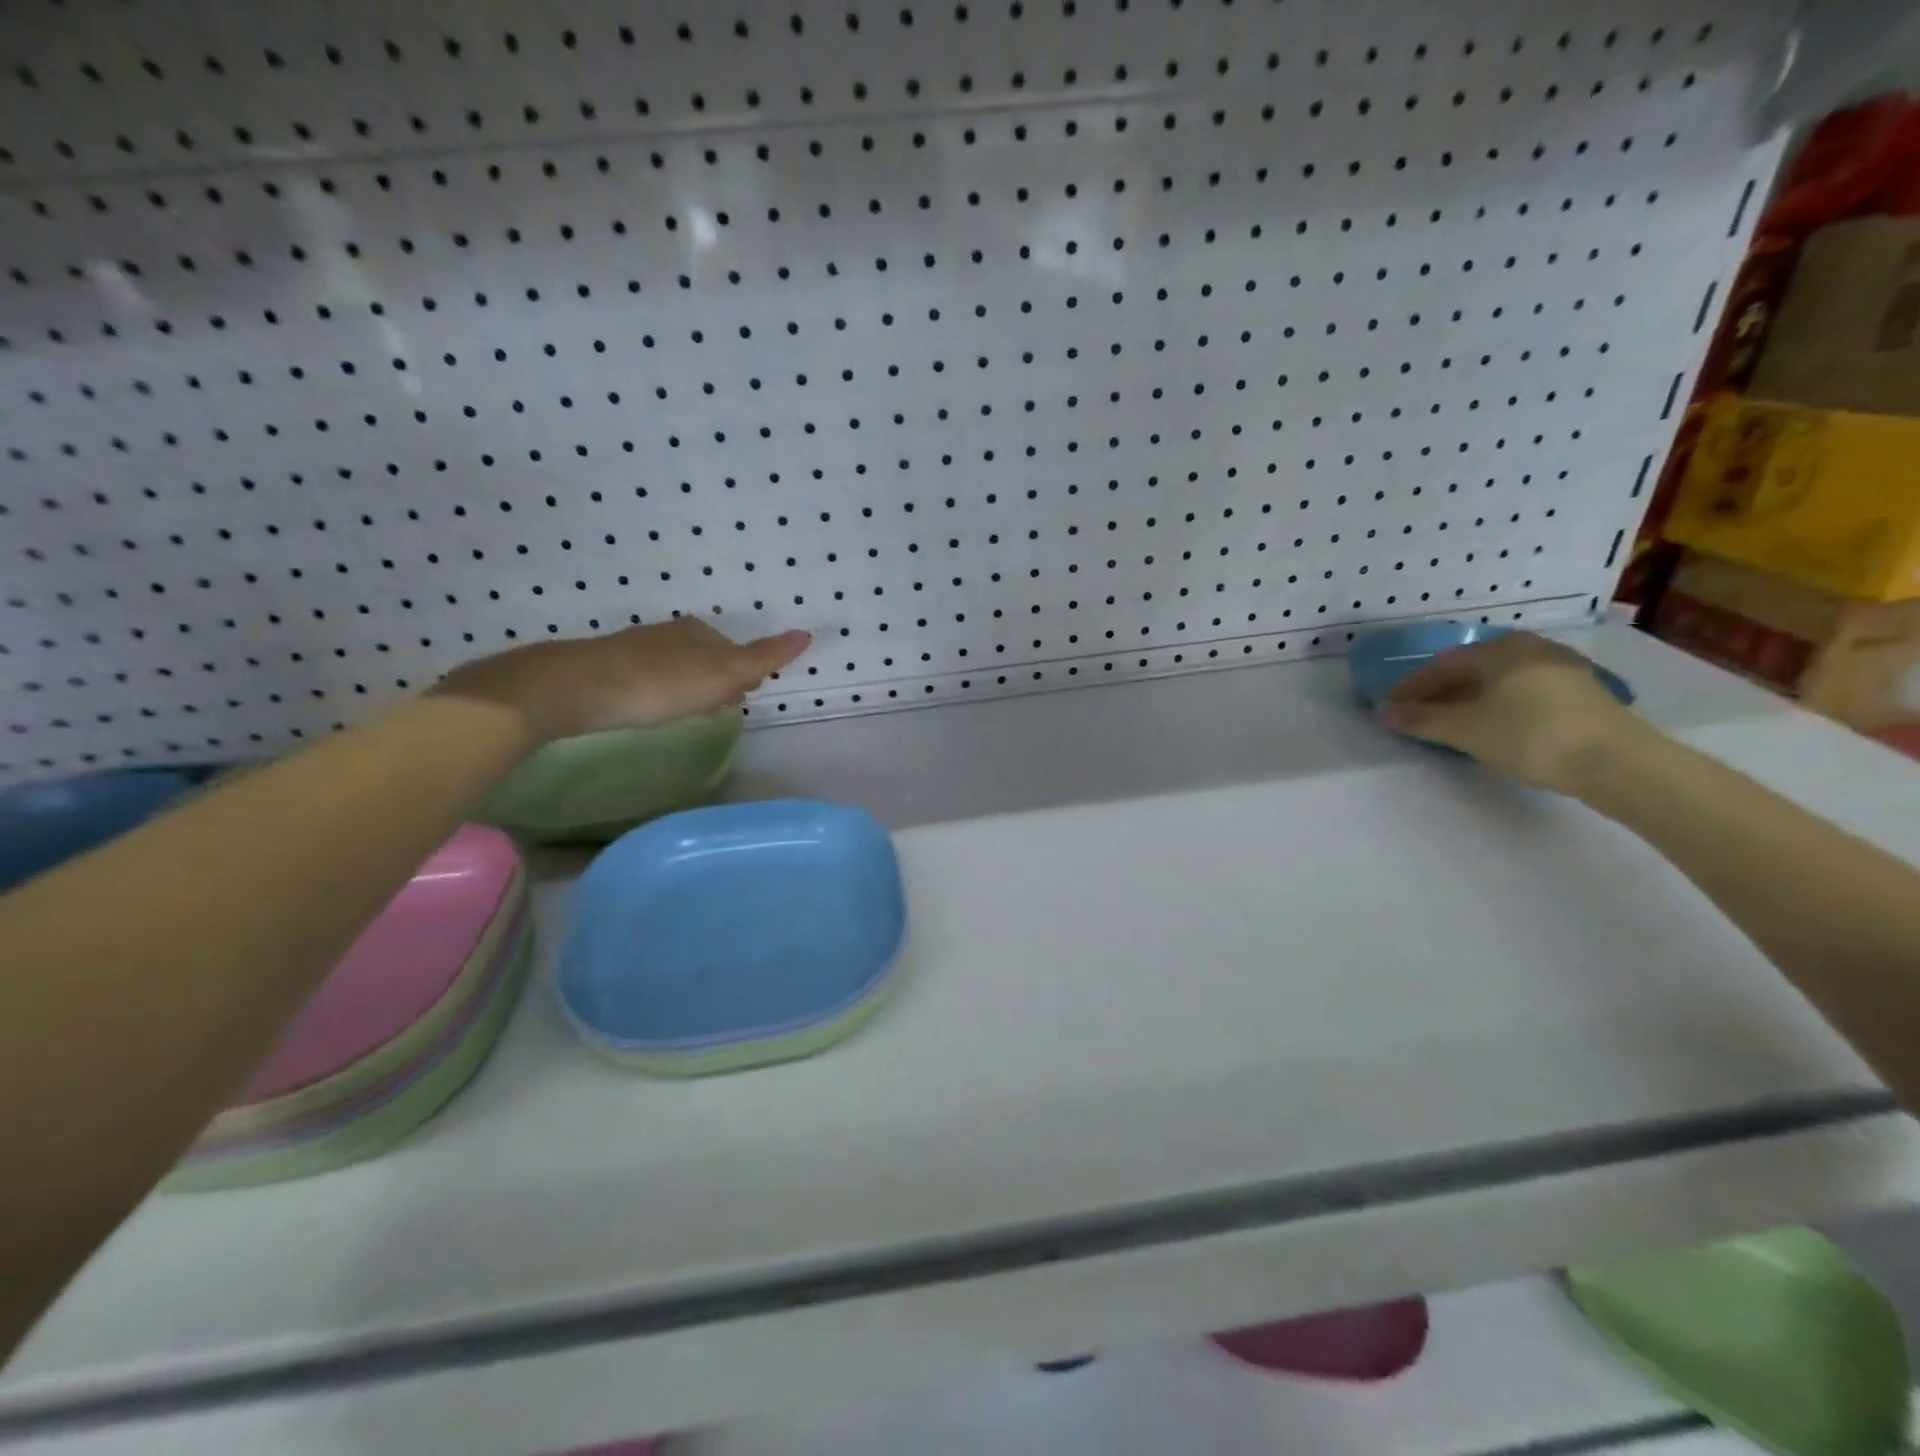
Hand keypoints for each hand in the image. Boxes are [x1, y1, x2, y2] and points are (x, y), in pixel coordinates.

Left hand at [433, 619, 810, 743]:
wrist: (574, 688)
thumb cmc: (658, 684)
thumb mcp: (720, 674)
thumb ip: (763, 658)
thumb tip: (806, 633)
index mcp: (698, 632)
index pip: (734, 650)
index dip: (745, 674)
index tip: (746, 696)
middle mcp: (667, 634)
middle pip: (705, 656)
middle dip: (718, 678)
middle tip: (723, 705)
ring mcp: (633, 649)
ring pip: (675, 666)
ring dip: (688, 685)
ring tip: (690, 710)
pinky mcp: (605, 669)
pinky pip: (646, 678)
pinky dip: (658, 690)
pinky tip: (651, 707)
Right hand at [1380, 631, 1646, 793]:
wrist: (1618, 763)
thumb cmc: (1530, 735)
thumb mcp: (1465, 729)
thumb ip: (1420, 719)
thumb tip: (1383, 712)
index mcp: (1501, 649)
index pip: (1441, 665)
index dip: (1411, 688)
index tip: (1390, 710)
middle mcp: (1531, 649)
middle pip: (1471, 671)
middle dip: (1439, 694)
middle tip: (1416, 718)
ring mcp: (1561, 670)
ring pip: (1498, 683)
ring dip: (1467, 702)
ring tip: (1449, 726)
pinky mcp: (1581, 694)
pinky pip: (1522, 694)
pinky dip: (1496, 707)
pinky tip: (1490, 728)